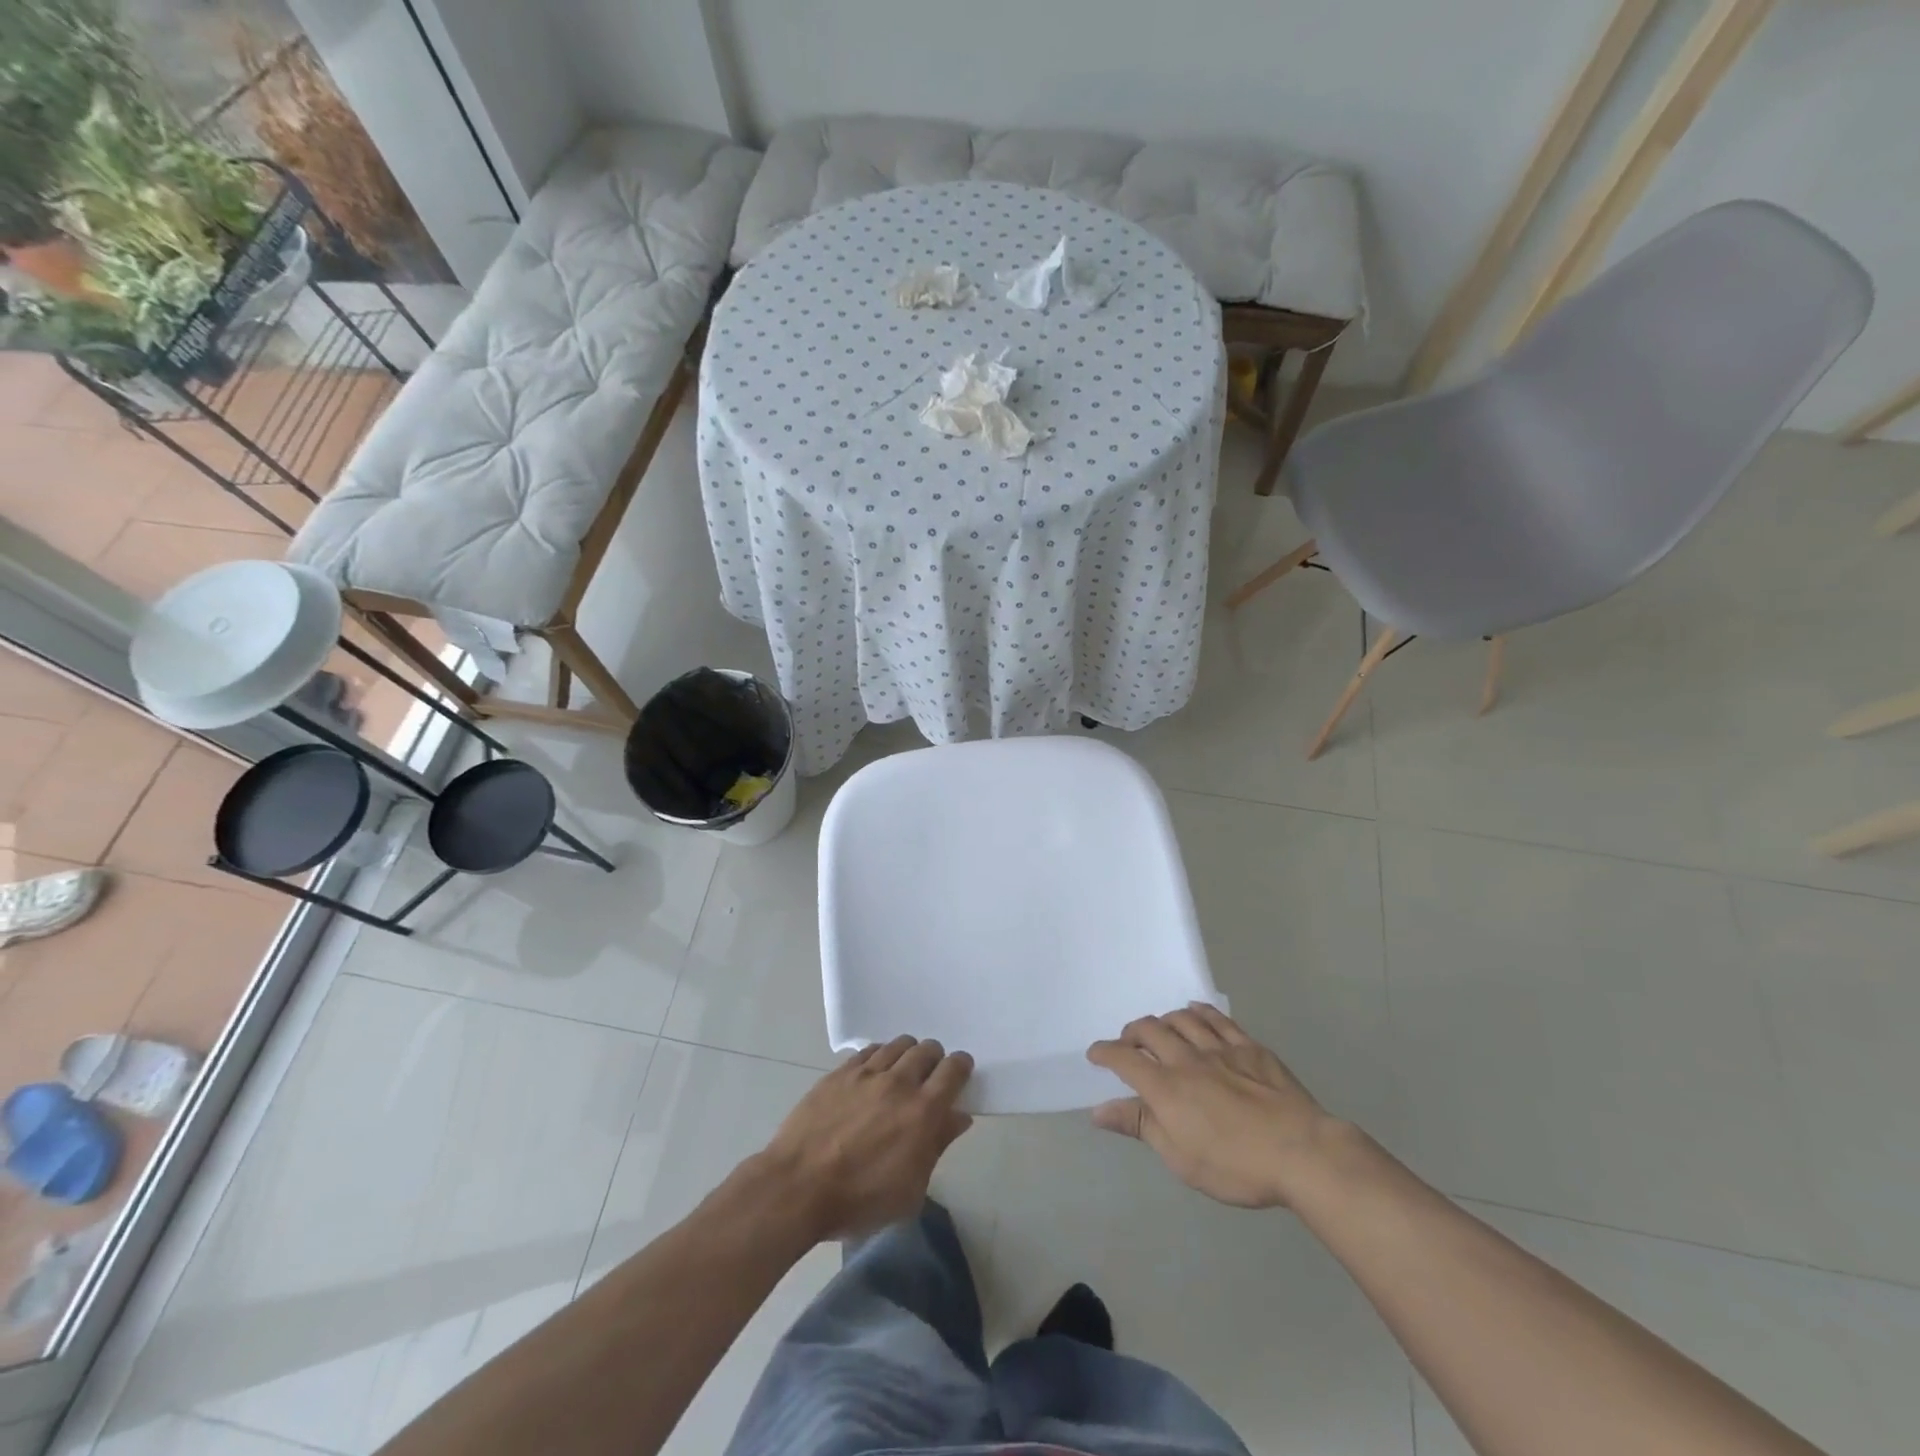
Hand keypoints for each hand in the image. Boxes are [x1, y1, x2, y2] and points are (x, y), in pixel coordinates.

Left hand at [758, 1037, 973, 1241]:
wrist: (798, 1187)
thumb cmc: (859, 1200)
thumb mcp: (909, 1190)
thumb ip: (937, 1147)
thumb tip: (958, 1117)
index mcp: (923, 1112)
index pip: (953, 1070)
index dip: (961, 1067)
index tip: (960, 1074)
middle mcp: (899, 1082)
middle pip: (927, 1050)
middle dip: (935, 1059)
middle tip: (929, 1077)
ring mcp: (867, 1073)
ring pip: (899, 1044)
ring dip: (908, 1054)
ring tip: (901, 1072)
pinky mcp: (840, 1072)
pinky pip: (869, 1050)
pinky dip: (879, 1056)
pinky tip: (874, 1073)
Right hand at [1088, 1004, 1341, 1208]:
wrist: (1302, 1153)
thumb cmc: (1236, 1166)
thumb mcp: (1181, 1158)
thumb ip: (1140, 1126)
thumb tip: (1099, 1110)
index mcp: (1166, 1087)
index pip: (1123, 1058)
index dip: (1104, 1052)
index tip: (1095, 1054)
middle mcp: (1186, 1058)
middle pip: (1149, 1030)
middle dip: (1131, 1033)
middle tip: (1128, 1044)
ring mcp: (1219, 1048)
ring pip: (1180, 1018)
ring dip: (1163, 1021)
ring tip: (1160, 1031)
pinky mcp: (1249, 1046)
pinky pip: (1217, 1018)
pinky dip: (1198, 1011)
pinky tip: (1194, 1012)